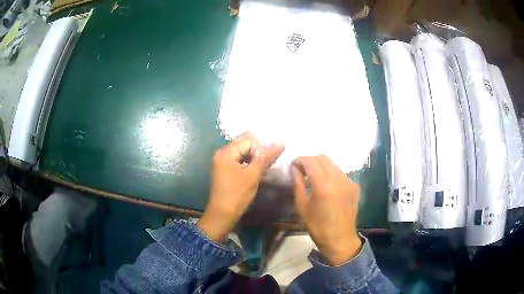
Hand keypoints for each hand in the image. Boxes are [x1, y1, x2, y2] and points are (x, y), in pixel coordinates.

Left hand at [197, 132, 284, 241]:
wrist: (222, 215)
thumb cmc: (236, 195)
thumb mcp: (253, 175)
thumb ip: (266, 157)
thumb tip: (281, 142)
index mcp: (226, 152)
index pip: (249, 139)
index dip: (262, 148)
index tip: (268, 162)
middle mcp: (223, 153)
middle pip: (245, 143)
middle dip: (259, 152)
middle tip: (268, 165)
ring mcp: (223, 161)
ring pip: (244, 152)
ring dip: (256, 158)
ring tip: (264, 169)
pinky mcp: (226, 169)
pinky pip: (241, 160)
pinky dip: (250, 163)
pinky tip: (257, 172)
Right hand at [292, 155, 361, 265]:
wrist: (340, 239)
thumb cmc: (317, 226)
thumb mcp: (302, 206)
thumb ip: (298, 183)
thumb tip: (294, 168)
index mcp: (323, 186)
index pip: (310, 161)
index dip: (300, 160)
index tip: (294, 165)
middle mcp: (338, 179)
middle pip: (323, 157)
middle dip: (310, 160)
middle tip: (303, 171)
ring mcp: (348, 181)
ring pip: (332, 163)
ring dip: (321, 166)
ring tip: (314, 178)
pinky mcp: (354, 186)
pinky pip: (340, 172)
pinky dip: (330, 174)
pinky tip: (327, 186)